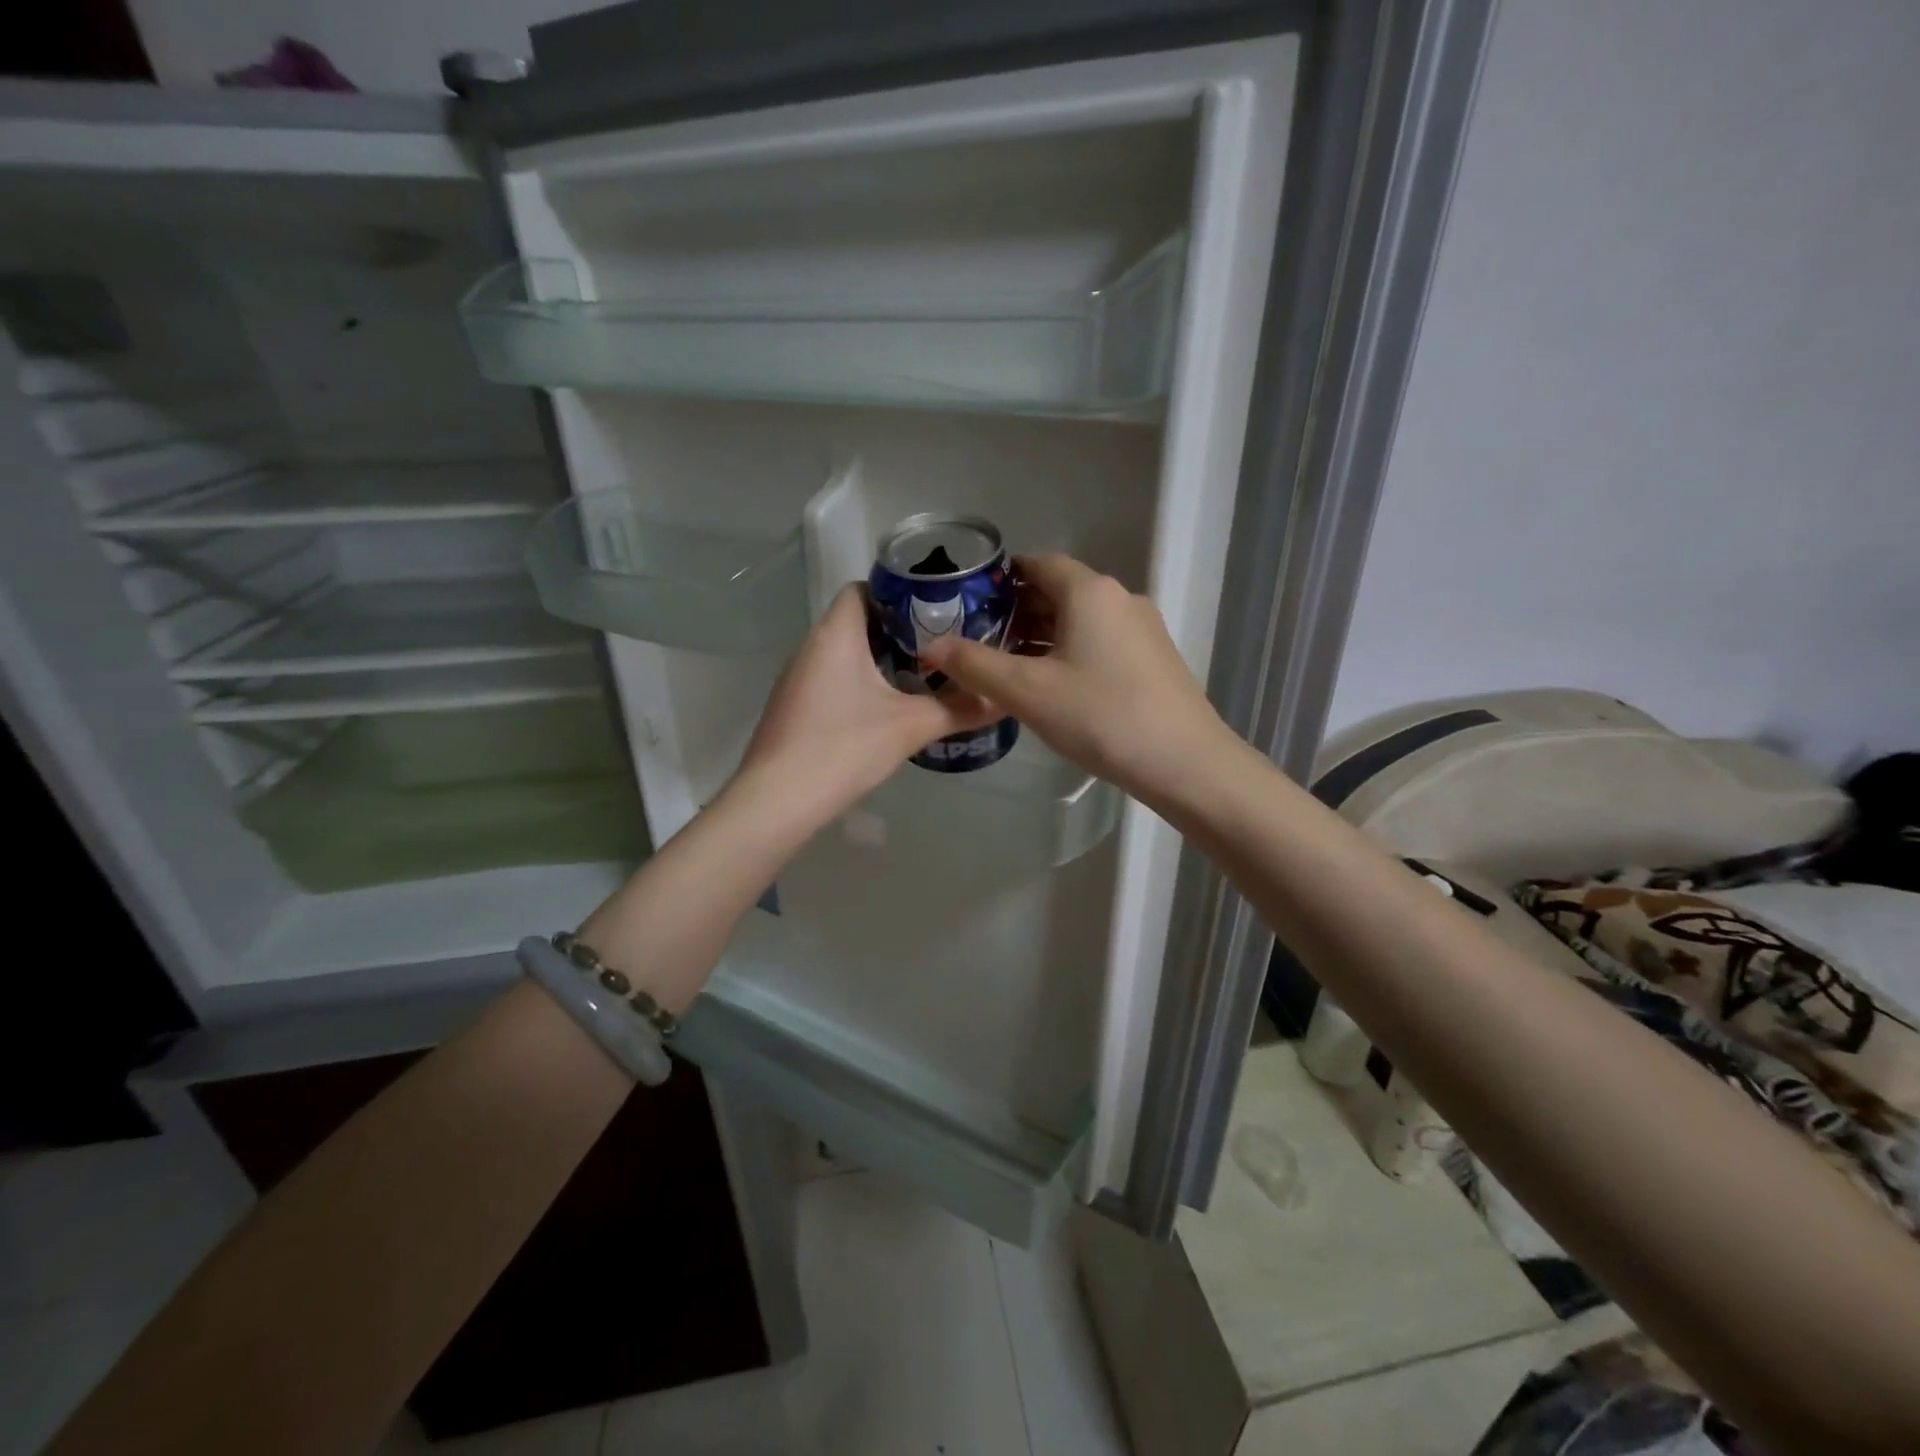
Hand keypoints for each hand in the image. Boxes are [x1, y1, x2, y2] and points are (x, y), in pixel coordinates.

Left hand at [738, 583, 999, 821]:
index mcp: (836, 635)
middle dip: (899, 630)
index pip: (863, 588)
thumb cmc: (843, 748)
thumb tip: (1003, 699)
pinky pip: (834, 679)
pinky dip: (862, 683)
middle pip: (857, 621)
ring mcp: (798, 679)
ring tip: (924, 674)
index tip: (936, 609)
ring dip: (881, 659)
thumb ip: (959, 709)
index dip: (898, 592)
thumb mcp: (910, 727)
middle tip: (942, 644)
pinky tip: (887, 709)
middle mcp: (811, 647)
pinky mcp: (796, 708)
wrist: (777, 802)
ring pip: (845, 653)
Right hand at [918, 553, 1229, 804]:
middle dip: (1017, 611)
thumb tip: (930, 647)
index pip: (1038, 563)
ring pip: (1081, 619)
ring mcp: (1143, 629)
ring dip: (1043, 635)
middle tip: (981, 640)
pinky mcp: (1154, 659)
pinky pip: (1101, 641)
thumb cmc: (1101, 716)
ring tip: (1009, 667)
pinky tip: (1054, 687)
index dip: (1001, 579)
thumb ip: (974, 665)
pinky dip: (1071, 651)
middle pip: (1059, 591)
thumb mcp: (1027, 691)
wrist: (1186, 762)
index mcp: (1089, 591)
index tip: (970, 602)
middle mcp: (1120, 598)